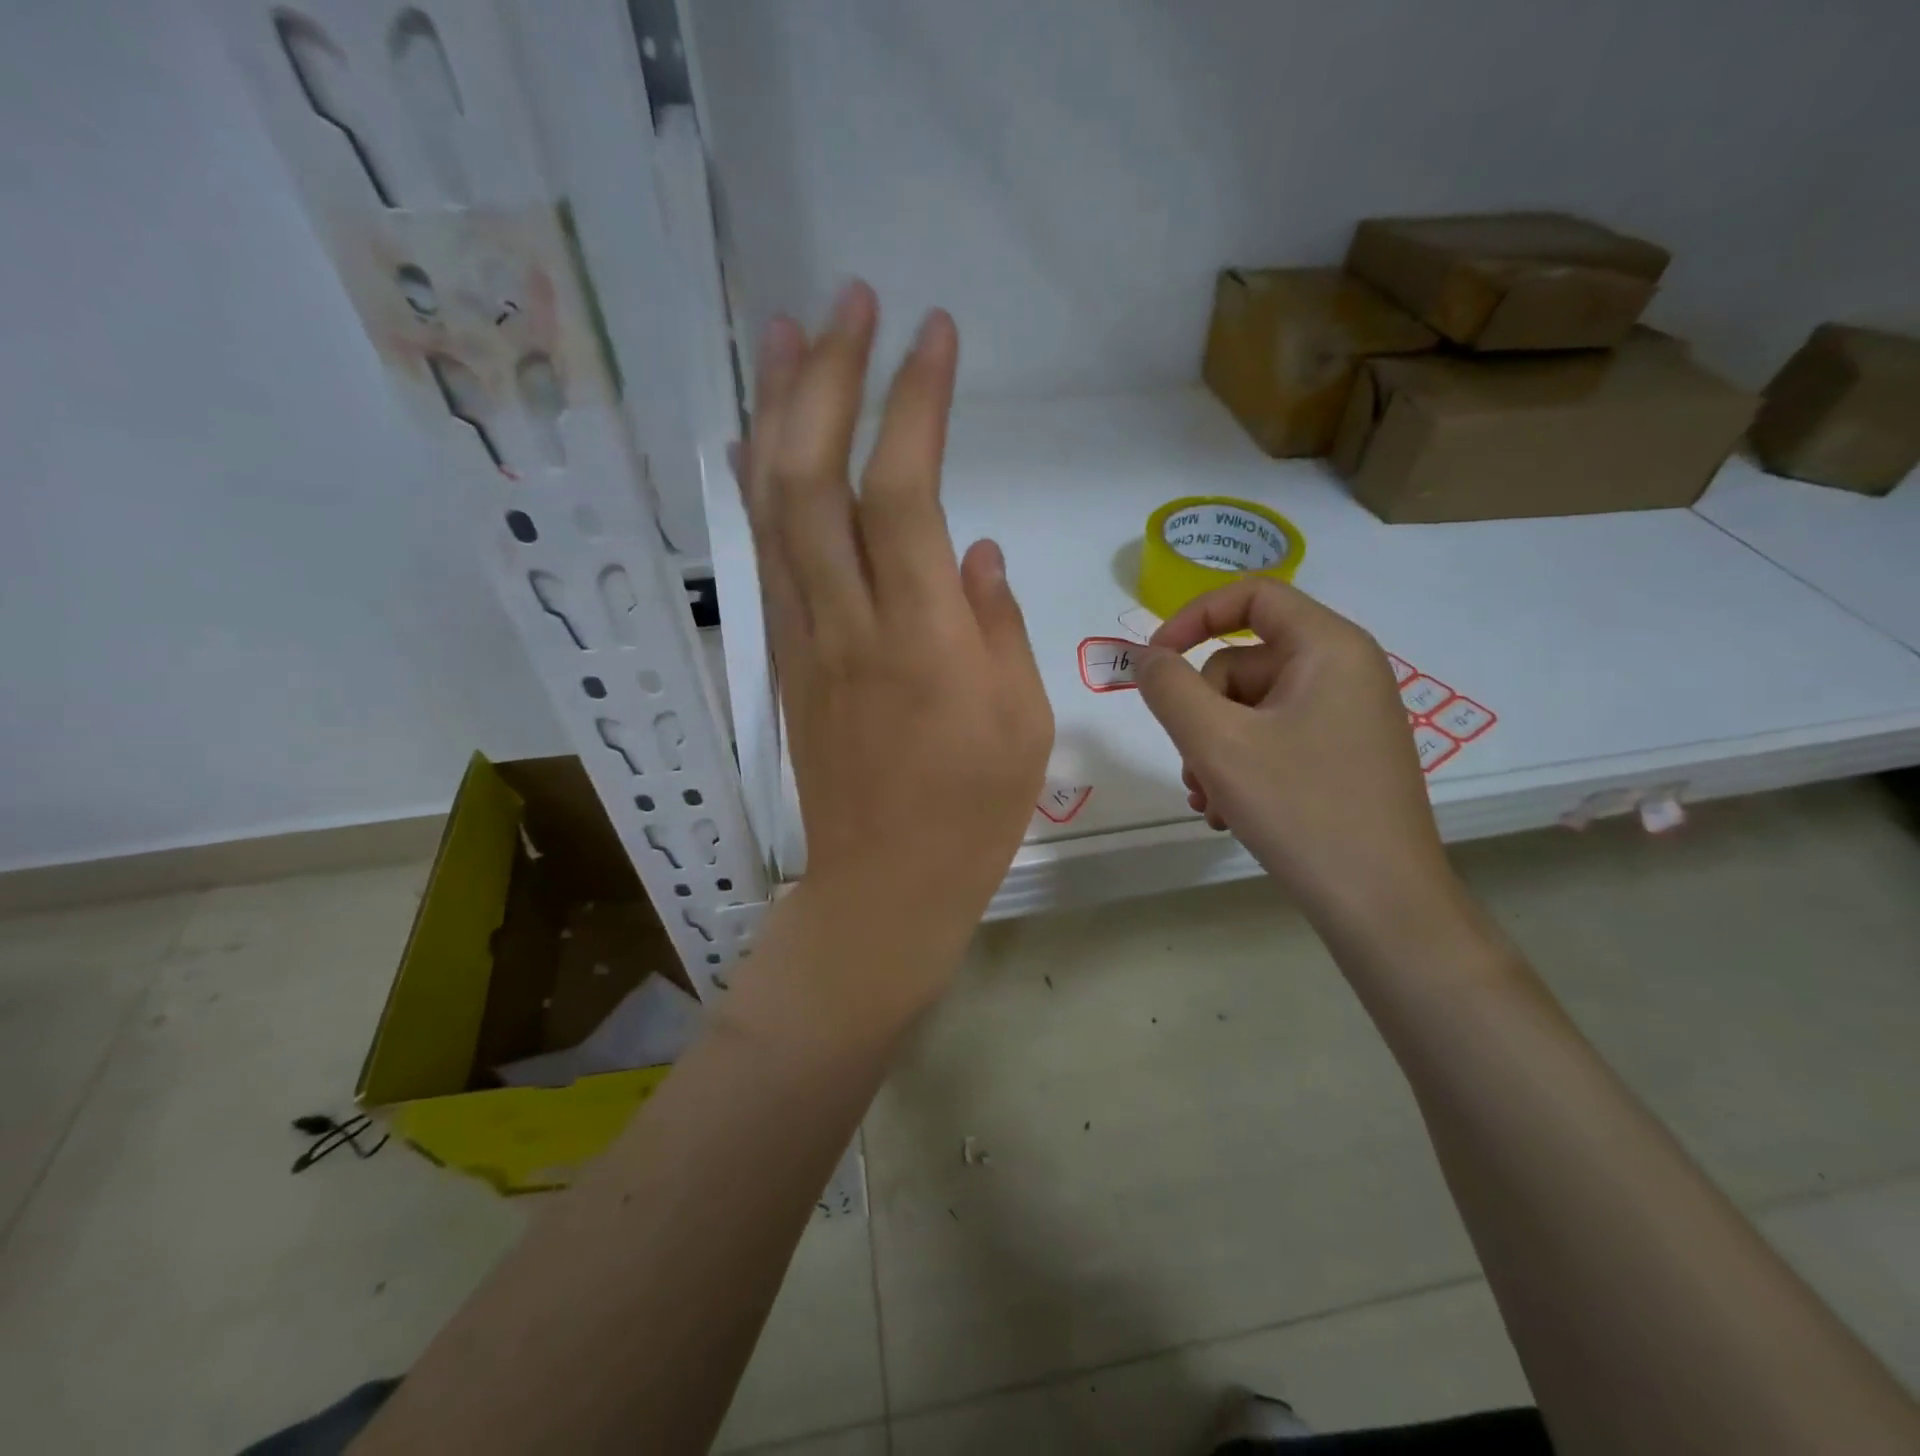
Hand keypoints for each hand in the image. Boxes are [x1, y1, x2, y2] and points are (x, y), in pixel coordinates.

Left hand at [739, 281, 1052, 970]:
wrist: (883, 885)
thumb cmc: (972, 812)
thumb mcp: (1022, 720)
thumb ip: (997, 622)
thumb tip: (971, 549)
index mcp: (921, 638)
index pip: (903, 491)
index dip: (914, 403)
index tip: (934, 333)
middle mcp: (847, 622)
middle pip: (813, 476)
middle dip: (828, 376)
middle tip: (848, 301)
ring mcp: (803, 638)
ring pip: (772, 506)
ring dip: (777, 411)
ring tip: (789, 332)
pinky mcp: (784, 658)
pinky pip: (768, 554)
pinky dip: (765, 483)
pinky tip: (771, 438)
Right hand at [1134, 579, 1452, 928]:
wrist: (1383, 906)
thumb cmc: (1302, 810)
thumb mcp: (1217, 744)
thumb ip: (1169, 689)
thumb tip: (1147, 658)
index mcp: (1329, 648)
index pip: (1252, 596)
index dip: (1192, 618)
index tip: (1153, 661)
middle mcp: (1345, 672)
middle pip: (1243, 665)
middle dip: (1202, 716)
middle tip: (1192, 769)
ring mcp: (1347, 718)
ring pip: (1251, 711)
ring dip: (1215, 751)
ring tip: (1210, 802)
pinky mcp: (1344, 757)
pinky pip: (1275, 741)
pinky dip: (1242, 769)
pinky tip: (1230, 814)